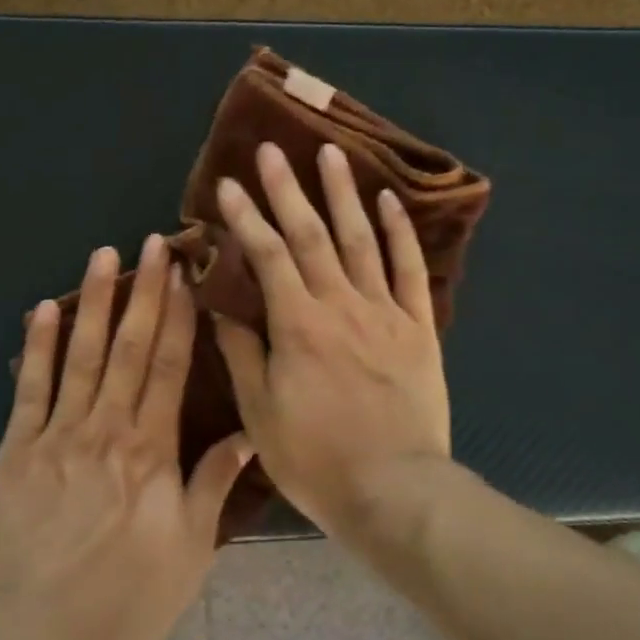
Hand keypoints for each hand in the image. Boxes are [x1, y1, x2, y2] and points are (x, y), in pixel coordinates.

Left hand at [0, 234, 253, 639]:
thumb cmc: (120, 603)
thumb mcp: (188, 553)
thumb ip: (213, 485)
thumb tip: (248, 433)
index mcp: (152, 450)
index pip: (171, 367)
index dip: (180, 317)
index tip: (186, 275)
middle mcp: (108, 428)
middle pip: (131, 347)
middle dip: (145, 292)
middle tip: (153, 243)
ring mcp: (58, 434)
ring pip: (81, 353)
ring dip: (95, 301)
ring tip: (104, 255)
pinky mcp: (15, 451)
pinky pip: (29, 387)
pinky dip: (38, 345)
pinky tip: (45, 308)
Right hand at [212, 141, 451, 534]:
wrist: (394, 490)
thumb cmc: (318, 459)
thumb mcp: (262, 414)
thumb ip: (242, 354)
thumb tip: (221, 307)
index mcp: (298, 324)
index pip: (266, 255)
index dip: (246, 217)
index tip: (229, 183)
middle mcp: (341, 303)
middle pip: (311, 234)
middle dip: (288, 188)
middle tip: (273, 149)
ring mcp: (384, 310)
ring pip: (361, 239)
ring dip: (343, 194)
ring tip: (331, 154)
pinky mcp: (418, 325)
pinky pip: (409, 269)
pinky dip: (400, 231)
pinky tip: (389, 200)